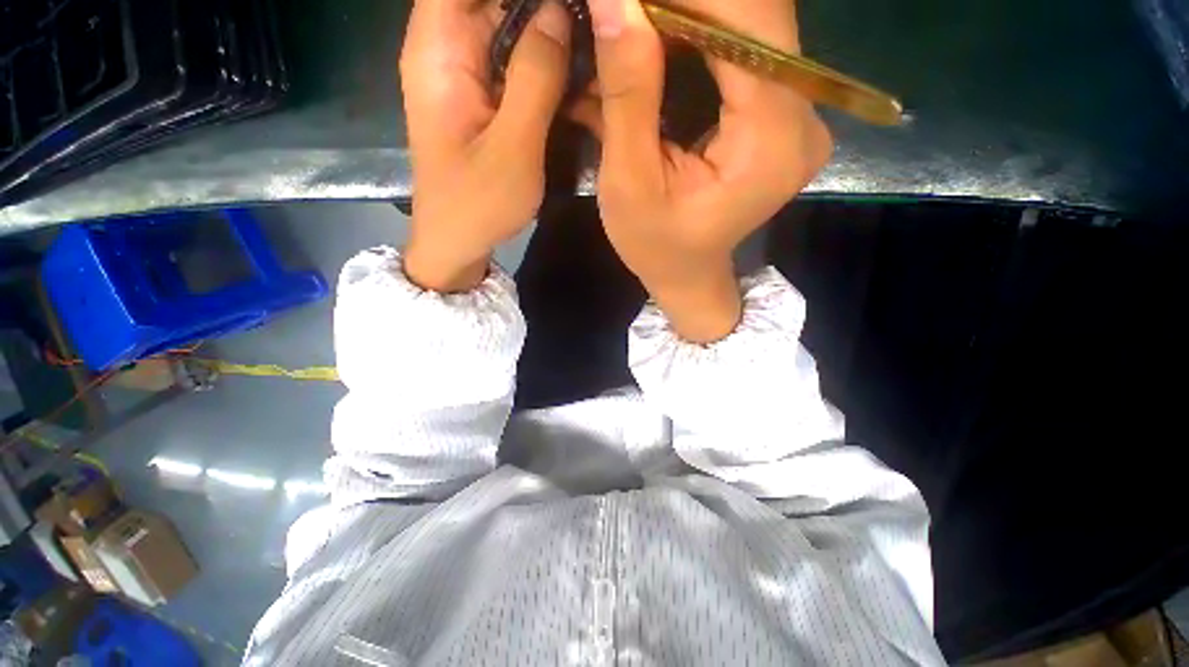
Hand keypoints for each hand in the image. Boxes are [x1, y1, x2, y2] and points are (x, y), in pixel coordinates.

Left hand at [401, 0, 572, 291]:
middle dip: (541, 6)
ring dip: (546, 29)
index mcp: (438, 50)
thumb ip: (534, 77)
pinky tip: (574, 67)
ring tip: (588, 40)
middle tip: (590, 20)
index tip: (565, 1)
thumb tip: (558, 13)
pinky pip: (512, 60)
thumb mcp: (512, 147)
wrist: (456, 244)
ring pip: (505, 25)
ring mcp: (465, 76)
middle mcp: (446, 50)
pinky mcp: (482, 99)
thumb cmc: (477, 204)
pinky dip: (542, 58)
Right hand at [582, 0, 832, 341]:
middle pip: (756, 15)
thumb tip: (617, 0)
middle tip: (627, 9)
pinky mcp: (783, 115)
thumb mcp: (630, 182)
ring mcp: (799, 115)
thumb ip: (629, 93)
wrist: (686, 275)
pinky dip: (703, 34)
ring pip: (753, 25)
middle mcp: (803, 118)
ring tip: (638, 23)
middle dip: (685, 2)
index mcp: (770, 141)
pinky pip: (748, 50)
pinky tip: (662, 39)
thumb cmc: (655, 245)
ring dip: (691, 13)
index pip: (747, 24)